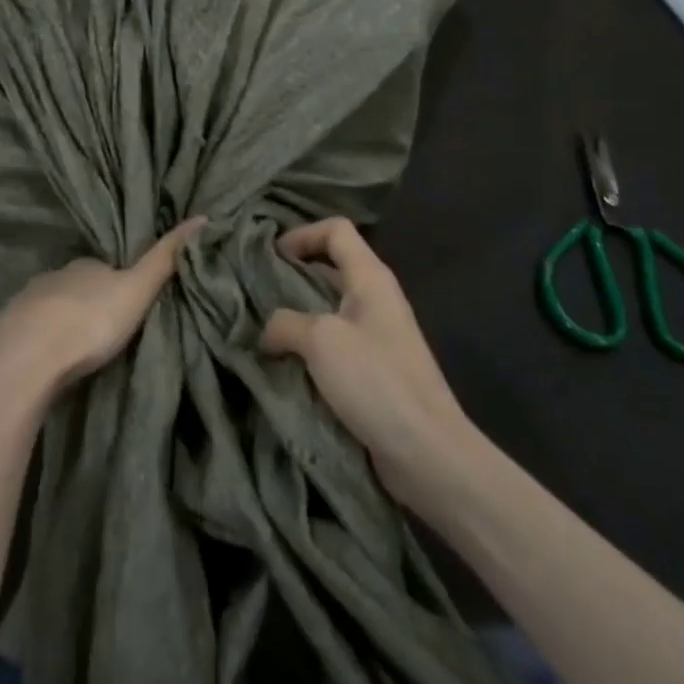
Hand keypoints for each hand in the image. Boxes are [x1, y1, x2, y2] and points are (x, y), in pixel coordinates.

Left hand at [0, 218, 205, 407]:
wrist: (28, 360)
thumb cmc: (90, 322)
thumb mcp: (137, 290)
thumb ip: (166, 258)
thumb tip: (203, 217)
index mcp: (83, 266)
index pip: (102, 268)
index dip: (115, 283)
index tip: (125, 305)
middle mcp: (50, 277)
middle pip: (72, 287)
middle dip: (83, 302)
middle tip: (99, 331)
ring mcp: (20, 303)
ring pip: (43, 307)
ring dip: (55, 321)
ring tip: (69, 348)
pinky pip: (15, 332)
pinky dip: (25, 340)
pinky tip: (33, 359)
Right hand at [262, 218, 479, 505]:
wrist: (427, 452)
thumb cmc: (376, 381)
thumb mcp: (320, 341)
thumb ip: (285, 323)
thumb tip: (268, 330)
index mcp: (371, 279)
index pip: (336, 230)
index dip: (302, 234)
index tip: (271, 256)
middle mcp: (376, 299)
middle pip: (331, 266)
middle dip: (293, 274)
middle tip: (256, 291)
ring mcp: (378, 336)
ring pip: (329, 308)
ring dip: (297, 314)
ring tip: (262, 328)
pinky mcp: (374, 371)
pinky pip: (334, 344)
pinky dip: (308, 347)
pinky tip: (284, 363)